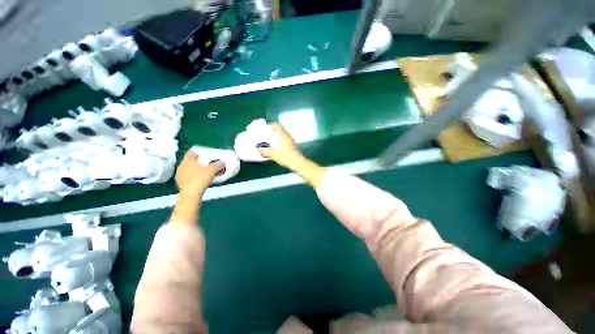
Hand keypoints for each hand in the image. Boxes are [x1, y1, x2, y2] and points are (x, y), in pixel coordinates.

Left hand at [175, 151, 223, 195]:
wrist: (191, 194)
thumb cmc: (201, 178)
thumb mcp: (213, 170)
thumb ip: (218, 165)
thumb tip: (223, 163)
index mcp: (188, 159)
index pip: (192, 152)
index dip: (199, 153)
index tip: (206, 156)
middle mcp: (181, 165)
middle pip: (190, 161)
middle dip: (198, 162)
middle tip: (206, 165)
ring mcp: (179, 174)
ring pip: (188, 169)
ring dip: (195, 170)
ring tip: (203, 173)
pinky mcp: (179, 182)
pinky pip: (187, 176)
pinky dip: (192, 177)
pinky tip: (199, 180)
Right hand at [259, 122, 324, 187]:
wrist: (297, 162)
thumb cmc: (285, 156)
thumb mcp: (273, 154)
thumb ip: (265, 151)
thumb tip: (258, 150)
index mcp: (283, 135)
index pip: (276, 125)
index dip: (270, 125)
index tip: (265, 128)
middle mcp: (287, 136)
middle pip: (279, 130)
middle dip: (272, 132)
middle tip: (266, 135)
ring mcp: (291, 141)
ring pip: (282, 136)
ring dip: (276, 137)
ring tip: (270, 142)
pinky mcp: (292, 146)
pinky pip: (284, 141)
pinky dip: (280, 142)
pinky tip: (276, 148)